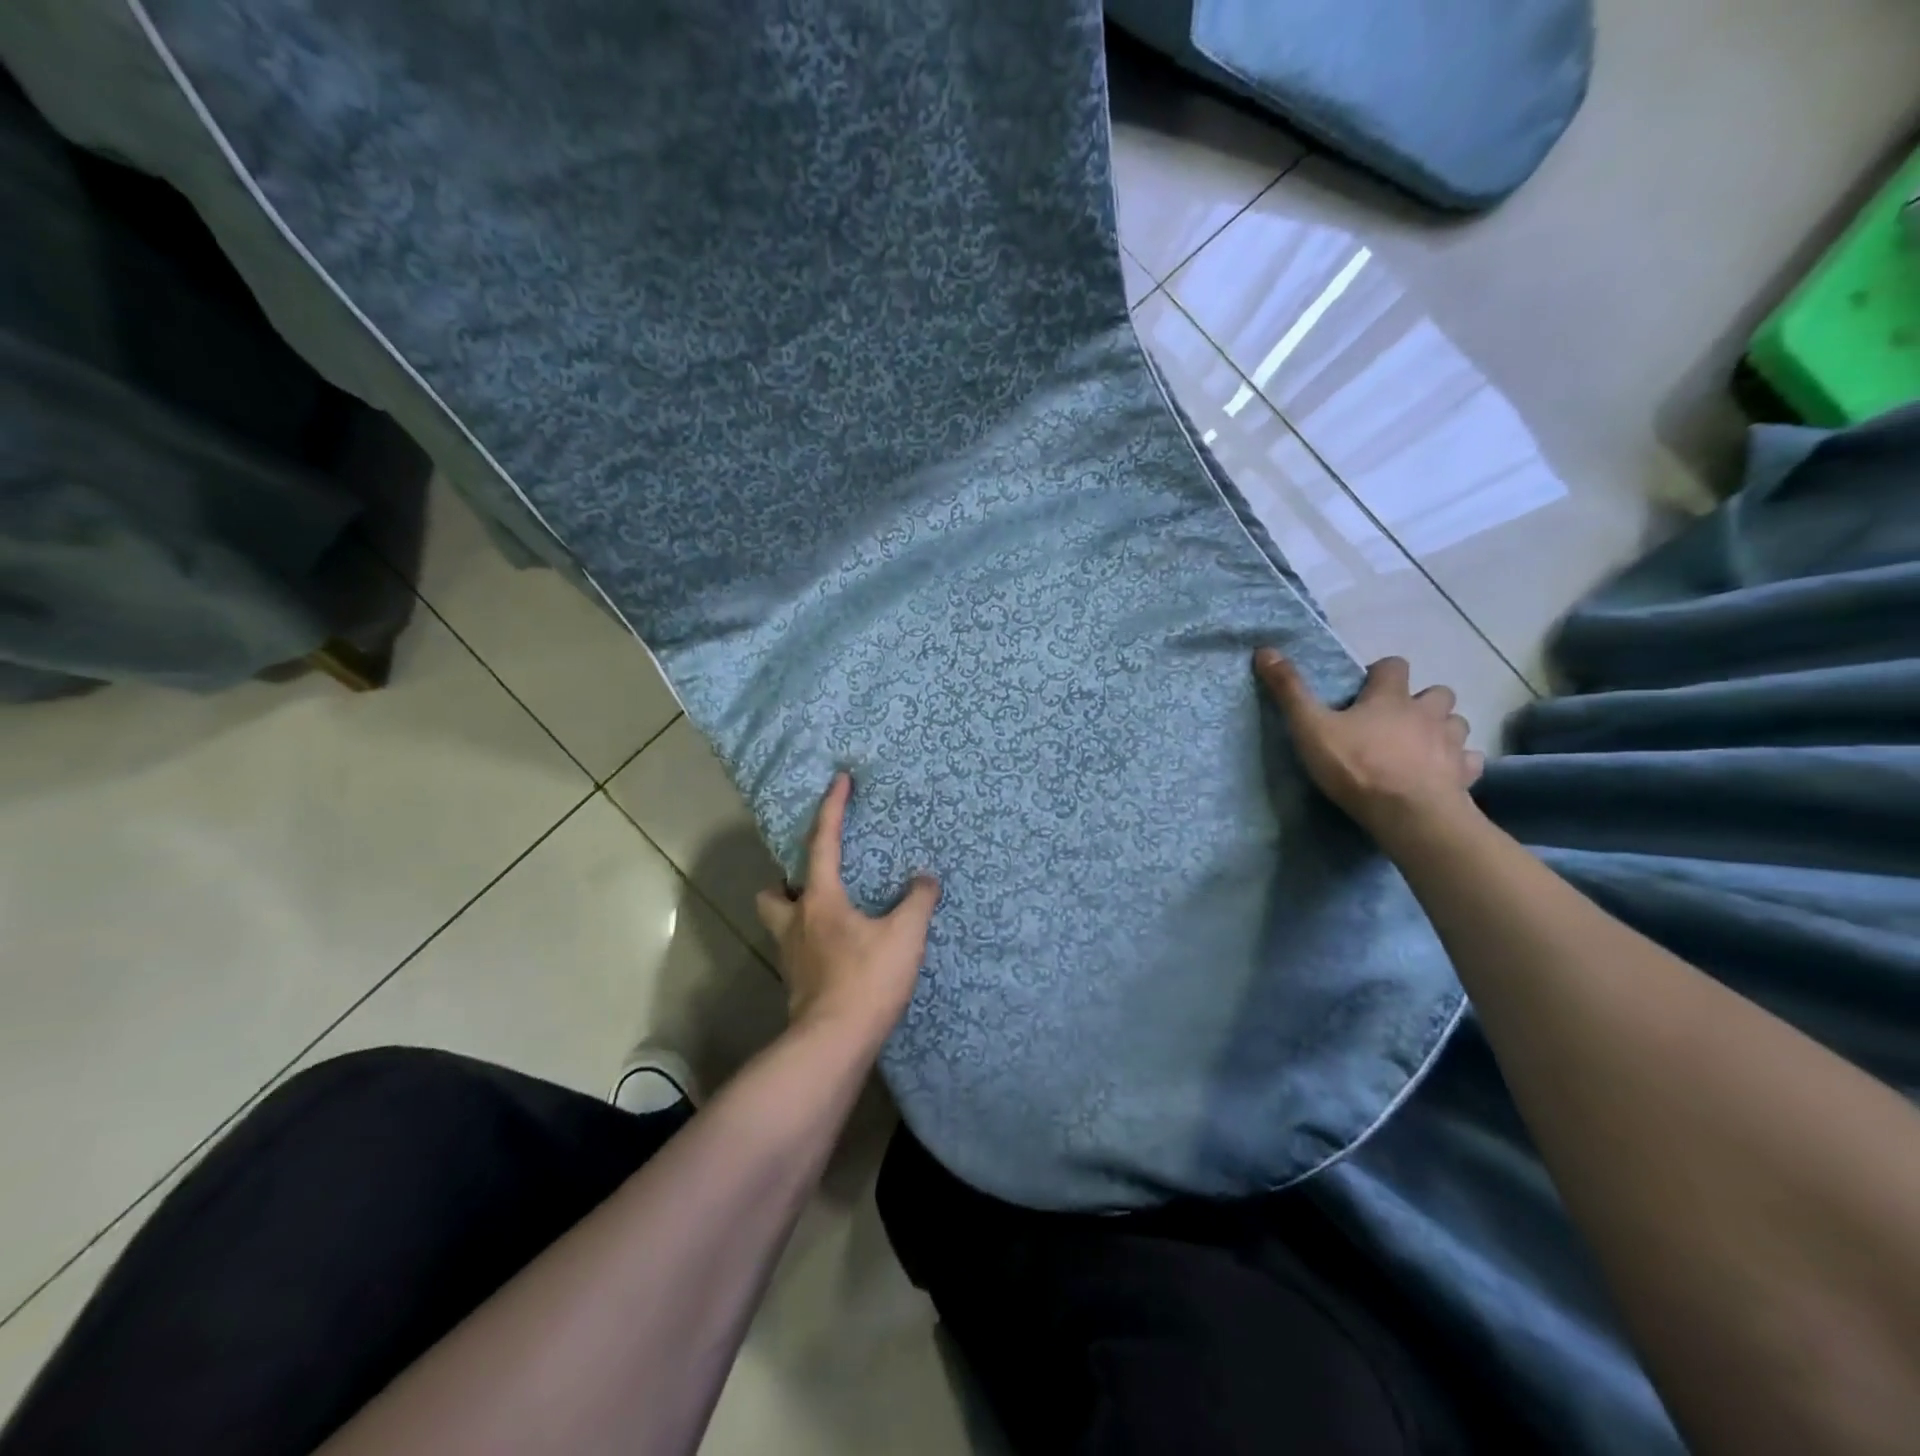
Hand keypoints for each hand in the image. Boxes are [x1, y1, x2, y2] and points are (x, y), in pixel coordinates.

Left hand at [755, 772, 940, 1047]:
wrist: (834, 1044)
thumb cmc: (867, 980)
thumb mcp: (905, 936)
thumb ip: (918, 902)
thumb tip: (926, 880)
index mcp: (820, 901)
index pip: (823, 842)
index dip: (832, 808)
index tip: (839, 780)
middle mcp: (796, 923)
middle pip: (774, 891)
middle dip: (786, 880)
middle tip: (813, 879)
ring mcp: (791, 957)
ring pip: (780, 922)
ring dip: (795, 912)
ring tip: (827, 914)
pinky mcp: (796, 985)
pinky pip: (797, 951)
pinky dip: (811, 942)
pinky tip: (837, 951)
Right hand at [1254, 649, 1484, 842]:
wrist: (1409, 814)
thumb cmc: (1357, 766)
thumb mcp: (1310, 727)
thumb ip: (1290, 691)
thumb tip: (1265, 650)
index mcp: (1390, 697)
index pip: (1393, 665)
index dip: (1380, 673)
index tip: (1364, 690)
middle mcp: (1427, 712)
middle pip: (1436, 693)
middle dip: (1420, 701)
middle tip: (1395, 720)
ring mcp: (1452, 743)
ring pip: (1456, 723)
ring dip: (1441, 729)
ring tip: (1420, 746)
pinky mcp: (1465, 774)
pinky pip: (1468, 760)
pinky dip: (1458, 763)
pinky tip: (1443, 774)